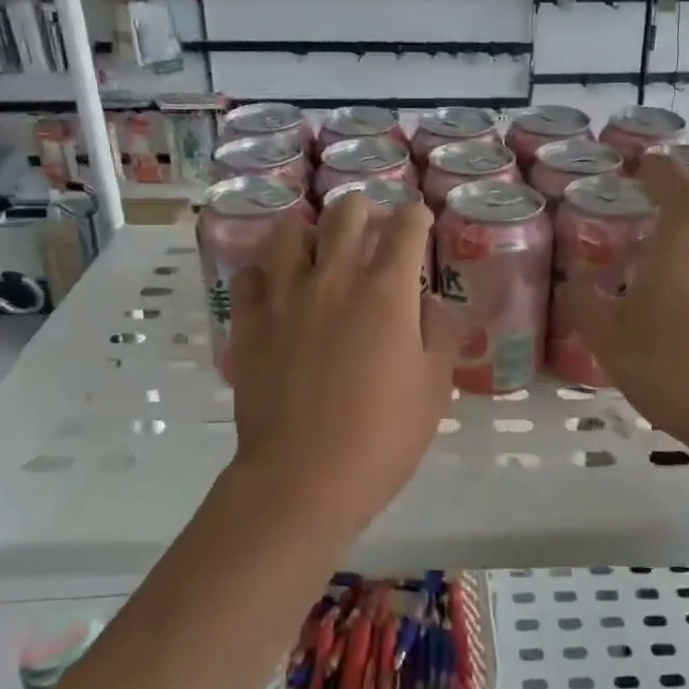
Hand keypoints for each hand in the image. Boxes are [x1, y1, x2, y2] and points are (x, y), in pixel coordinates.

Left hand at [221, 193, 461, 538]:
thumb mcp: (434, 387)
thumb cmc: (383, 436)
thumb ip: (439, 333)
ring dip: (310, 233)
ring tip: (319, 254)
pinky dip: (266, 272)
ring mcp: (285, 296)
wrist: (304, 478)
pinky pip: (250, 274)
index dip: (418, 217)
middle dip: (365, 209)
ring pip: (289, 231)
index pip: (406, 225)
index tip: (420, 223)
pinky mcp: (249, 321)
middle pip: (345, 211)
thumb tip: (427, 303)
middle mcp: (334, 278)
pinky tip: (278, 289)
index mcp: (386, 291)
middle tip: (371, 231)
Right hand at [566, 155, 688, 443]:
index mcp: (679, 252)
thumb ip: (584, 304)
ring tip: (660, 263)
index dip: (663, 169)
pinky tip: (678, 311)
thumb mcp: (608, 339)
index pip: (680, 190)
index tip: (644, 162)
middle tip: (662, 203)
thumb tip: (570, 281)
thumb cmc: (669, 367)